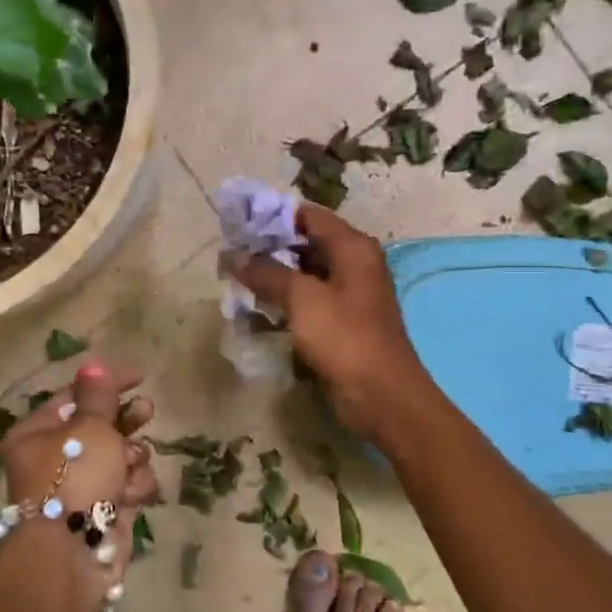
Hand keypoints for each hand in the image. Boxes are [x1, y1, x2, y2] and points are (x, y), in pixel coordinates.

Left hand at [0, 363, 158, 596]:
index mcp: (38, 433)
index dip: (106, 383)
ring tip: (129, 468)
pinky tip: (130, 497)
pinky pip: (129, 485)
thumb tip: (92, 366)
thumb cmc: (72, 478)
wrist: (70, 555)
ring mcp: (81, 486)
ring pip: (121, 456)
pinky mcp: (104, 511)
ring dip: (132, 459)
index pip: (74, 396)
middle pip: (100, 426)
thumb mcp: (89, 427)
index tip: (140, 376)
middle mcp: (55, 458)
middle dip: (126, 421)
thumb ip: (98, 396)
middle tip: (146, 413)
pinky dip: (134, 488)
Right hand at [227, 203, 427, 436]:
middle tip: (231, 254)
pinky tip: (258, 307)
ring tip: (237, 279)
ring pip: (306, 274)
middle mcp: (355, 264)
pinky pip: (310, 301)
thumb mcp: (303, 299)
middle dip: (270, 248)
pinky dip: (286, 301)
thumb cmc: (344, 338)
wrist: (380, 395)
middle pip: (307, 243)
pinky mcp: (343, 322)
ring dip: (275, 276)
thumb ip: (268, 273)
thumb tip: (235, 256)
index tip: (238, 223)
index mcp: (353, 247)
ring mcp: (350, 295)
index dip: (273, 215)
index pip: (308, 215)